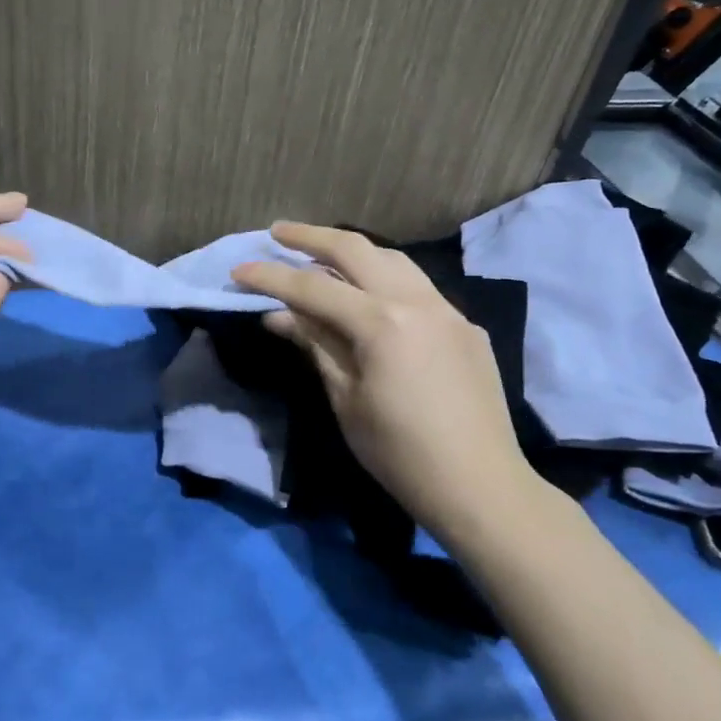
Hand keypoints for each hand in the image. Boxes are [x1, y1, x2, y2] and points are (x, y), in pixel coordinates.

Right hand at [231, 223, 532, 524]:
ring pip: (393, 259)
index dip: (271, 277)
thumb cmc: (400, 453)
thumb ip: (315, 345)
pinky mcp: (465, 327)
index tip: (238, 270)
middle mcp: (417, 302)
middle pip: (357, 249)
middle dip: (311, 237)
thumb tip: (279, 315)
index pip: (313, 288)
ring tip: (321, 255)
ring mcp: (448, 310)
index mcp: (382, 323)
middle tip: (277, 233)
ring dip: (352, 251)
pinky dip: (384, 279)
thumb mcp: (345, 399)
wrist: (481, 487)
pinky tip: (371, 296)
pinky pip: (418, 287)